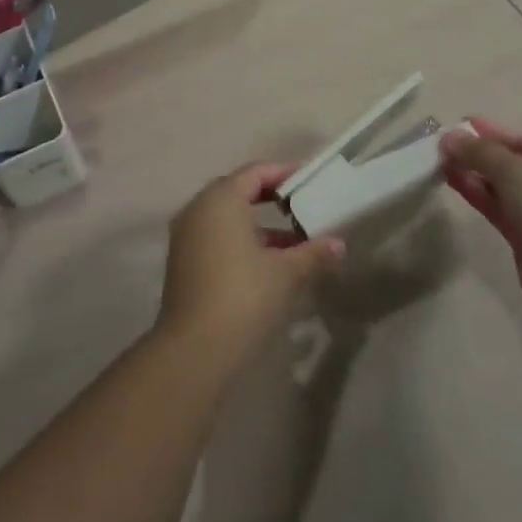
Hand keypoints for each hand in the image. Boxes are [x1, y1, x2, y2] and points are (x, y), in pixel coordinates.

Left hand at [157, 163, 345, 369]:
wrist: (195, 349)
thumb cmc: (244, 296)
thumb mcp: (286, 273)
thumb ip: (313, 253)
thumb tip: (339, 245)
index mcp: (221, 199)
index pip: (255, 173)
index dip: (284, 174)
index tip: (309, 181)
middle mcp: (198, 209)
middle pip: (238, 192)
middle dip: (271, 200)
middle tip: (302, 208)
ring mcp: (186, 236)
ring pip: (227, 218)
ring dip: (259, 226)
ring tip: (295, 244)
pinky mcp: (183, 262)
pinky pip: (216, 237)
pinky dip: (241, 242)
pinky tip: (268, 265)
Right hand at [439, 120, 521, 312]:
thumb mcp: (516, 169)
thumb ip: (481, 151)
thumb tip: (449, 136)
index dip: (491, 132)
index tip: (459, 124)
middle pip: (513, 164)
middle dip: (479, 155)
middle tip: (443, 146)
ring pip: (503, 188)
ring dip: (474, 174)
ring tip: (441, 162)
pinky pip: (498, 209)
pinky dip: (478, 195)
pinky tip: (453, 182)